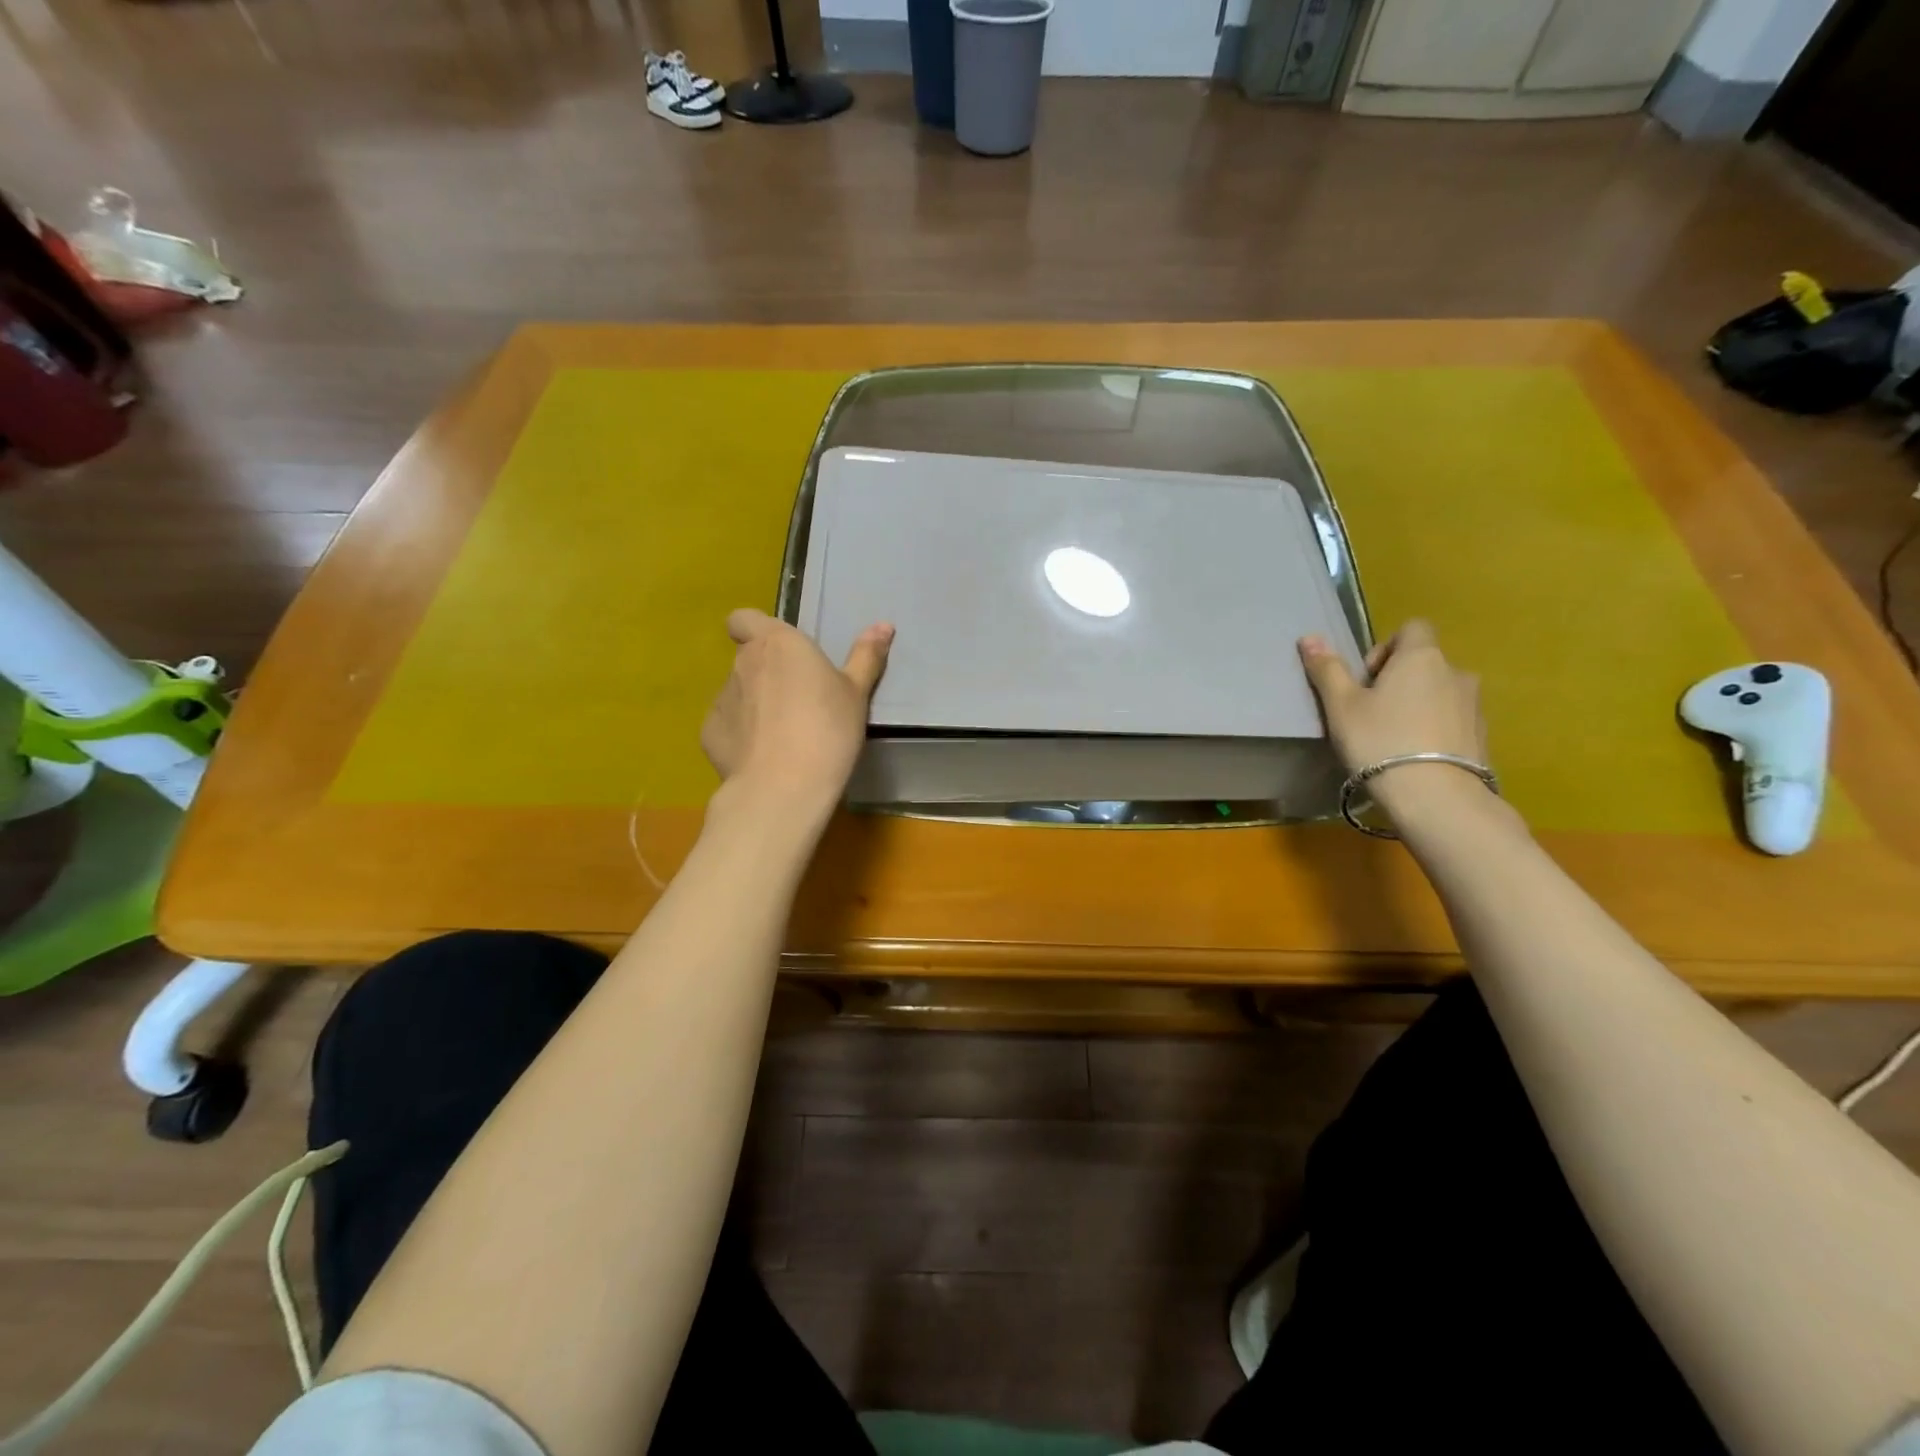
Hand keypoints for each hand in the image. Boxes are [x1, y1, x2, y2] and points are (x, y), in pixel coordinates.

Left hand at [700, 608, 893, 812]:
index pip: (744, 618)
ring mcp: (721, 698)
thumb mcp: (856, 693)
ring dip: (755, 705)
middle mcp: (743, 663)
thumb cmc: (827, 729)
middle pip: (747, 658)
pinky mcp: (709, 733)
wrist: (783, 787)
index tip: (778, 650)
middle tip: (798, 700)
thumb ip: (866, 657)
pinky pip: (727, 726)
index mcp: (777, 643)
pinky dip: (741, 735)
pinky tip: (764, 757)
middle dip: (766, 673)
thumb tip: (884, 625)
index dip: (755, 630)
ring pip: (737, 693)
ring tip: (783, 735)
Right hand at [1298, 620, 1489, 821]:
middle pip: (1424, 662)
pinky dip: (1434, 728)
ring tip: (1394, 738)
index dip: (1385, 648)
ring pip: (1439, 692)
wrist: (1435, 796)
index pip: (1412, 628)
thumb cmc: (1380, 741)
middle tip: (1372, 713)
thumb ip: (1327, 670)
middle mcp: (1455, 672)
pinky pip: (1453, 719)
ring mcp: (1474, 704)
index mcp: (1421, 657)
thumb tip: (1308, 637)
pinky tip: (1415, 756)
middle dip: (1398, 680)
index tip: (1366, 680)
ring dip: (1418, 704)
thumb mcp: (1341, 706)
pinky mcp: (1482, 735)